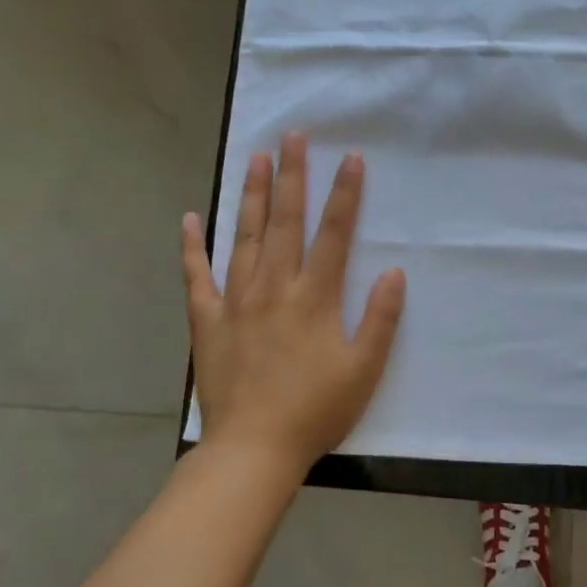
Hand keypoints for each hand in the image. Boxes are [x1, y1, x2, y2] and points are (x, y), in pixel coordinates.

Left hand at [182, 132, 406, 477]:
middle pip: (285, 221)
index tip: (351, 158)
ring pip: (245, 237)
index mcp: (315, 297)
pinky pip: (197, 276)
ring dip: (251, 195)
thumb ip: (381, 318)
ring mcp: (236, 301)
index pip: (335, 234)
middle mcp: (275, 287)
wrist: (253, 450)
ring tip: (255, 158)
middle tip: (293, 136)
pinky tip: (190, 218)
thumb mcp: (365, 369)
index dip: (345, 194)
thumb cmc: (316, 410)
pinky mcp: (208, 321)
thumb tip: (396, 272)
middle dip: (292, 176)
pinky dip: (192, 247)